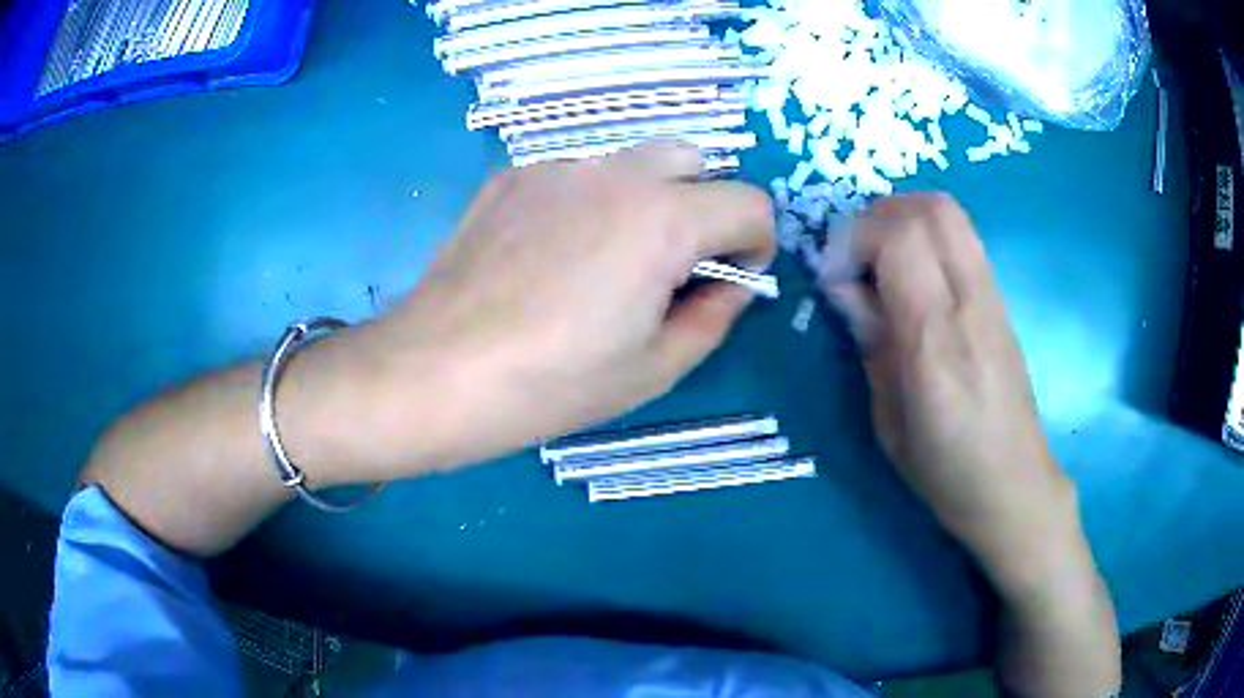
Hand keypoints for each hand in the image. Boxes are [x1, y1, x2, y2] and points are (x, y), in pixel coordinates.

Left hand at [354, 143, 774, 472]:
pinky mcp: (512, 177)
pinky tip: (552, 254)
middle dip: (704, 207)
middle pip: (694, 162)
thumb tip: (733, 283)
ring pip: (632, 162)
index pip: (750, 202)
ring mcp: (558, 168)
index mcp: (663, 219)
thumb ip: (714, 316)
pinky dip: (589, 201)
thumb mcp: (655, 368)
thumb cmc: (552, 383)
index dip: (755, 242)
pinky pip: (576, 174)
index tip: (730, 279)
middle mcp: (616, 174)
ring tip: (608, 260)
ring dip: (647, 200)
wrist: (436, 372)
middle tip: (674, 265)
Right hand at [818, 194, 1071, 586]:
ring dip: (904, 220)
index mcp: (936, 343)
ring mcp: (994, 299)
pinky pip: (964, 241)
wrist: (1014, 486)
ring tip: (880, 262)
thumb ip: (871, 341)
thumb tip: (844, 286)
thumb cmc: (945, 471)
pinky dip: (927, 237)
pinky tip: (912, 279)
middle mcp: (971, 306)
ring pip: (951, 214)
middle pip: (931, 209)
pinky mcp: (1002, 302)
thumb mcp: (889, 420)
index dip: (853, 240)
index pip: (899, 239)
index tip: (832, 278)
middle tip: (854, 256)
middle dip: (878, 216)